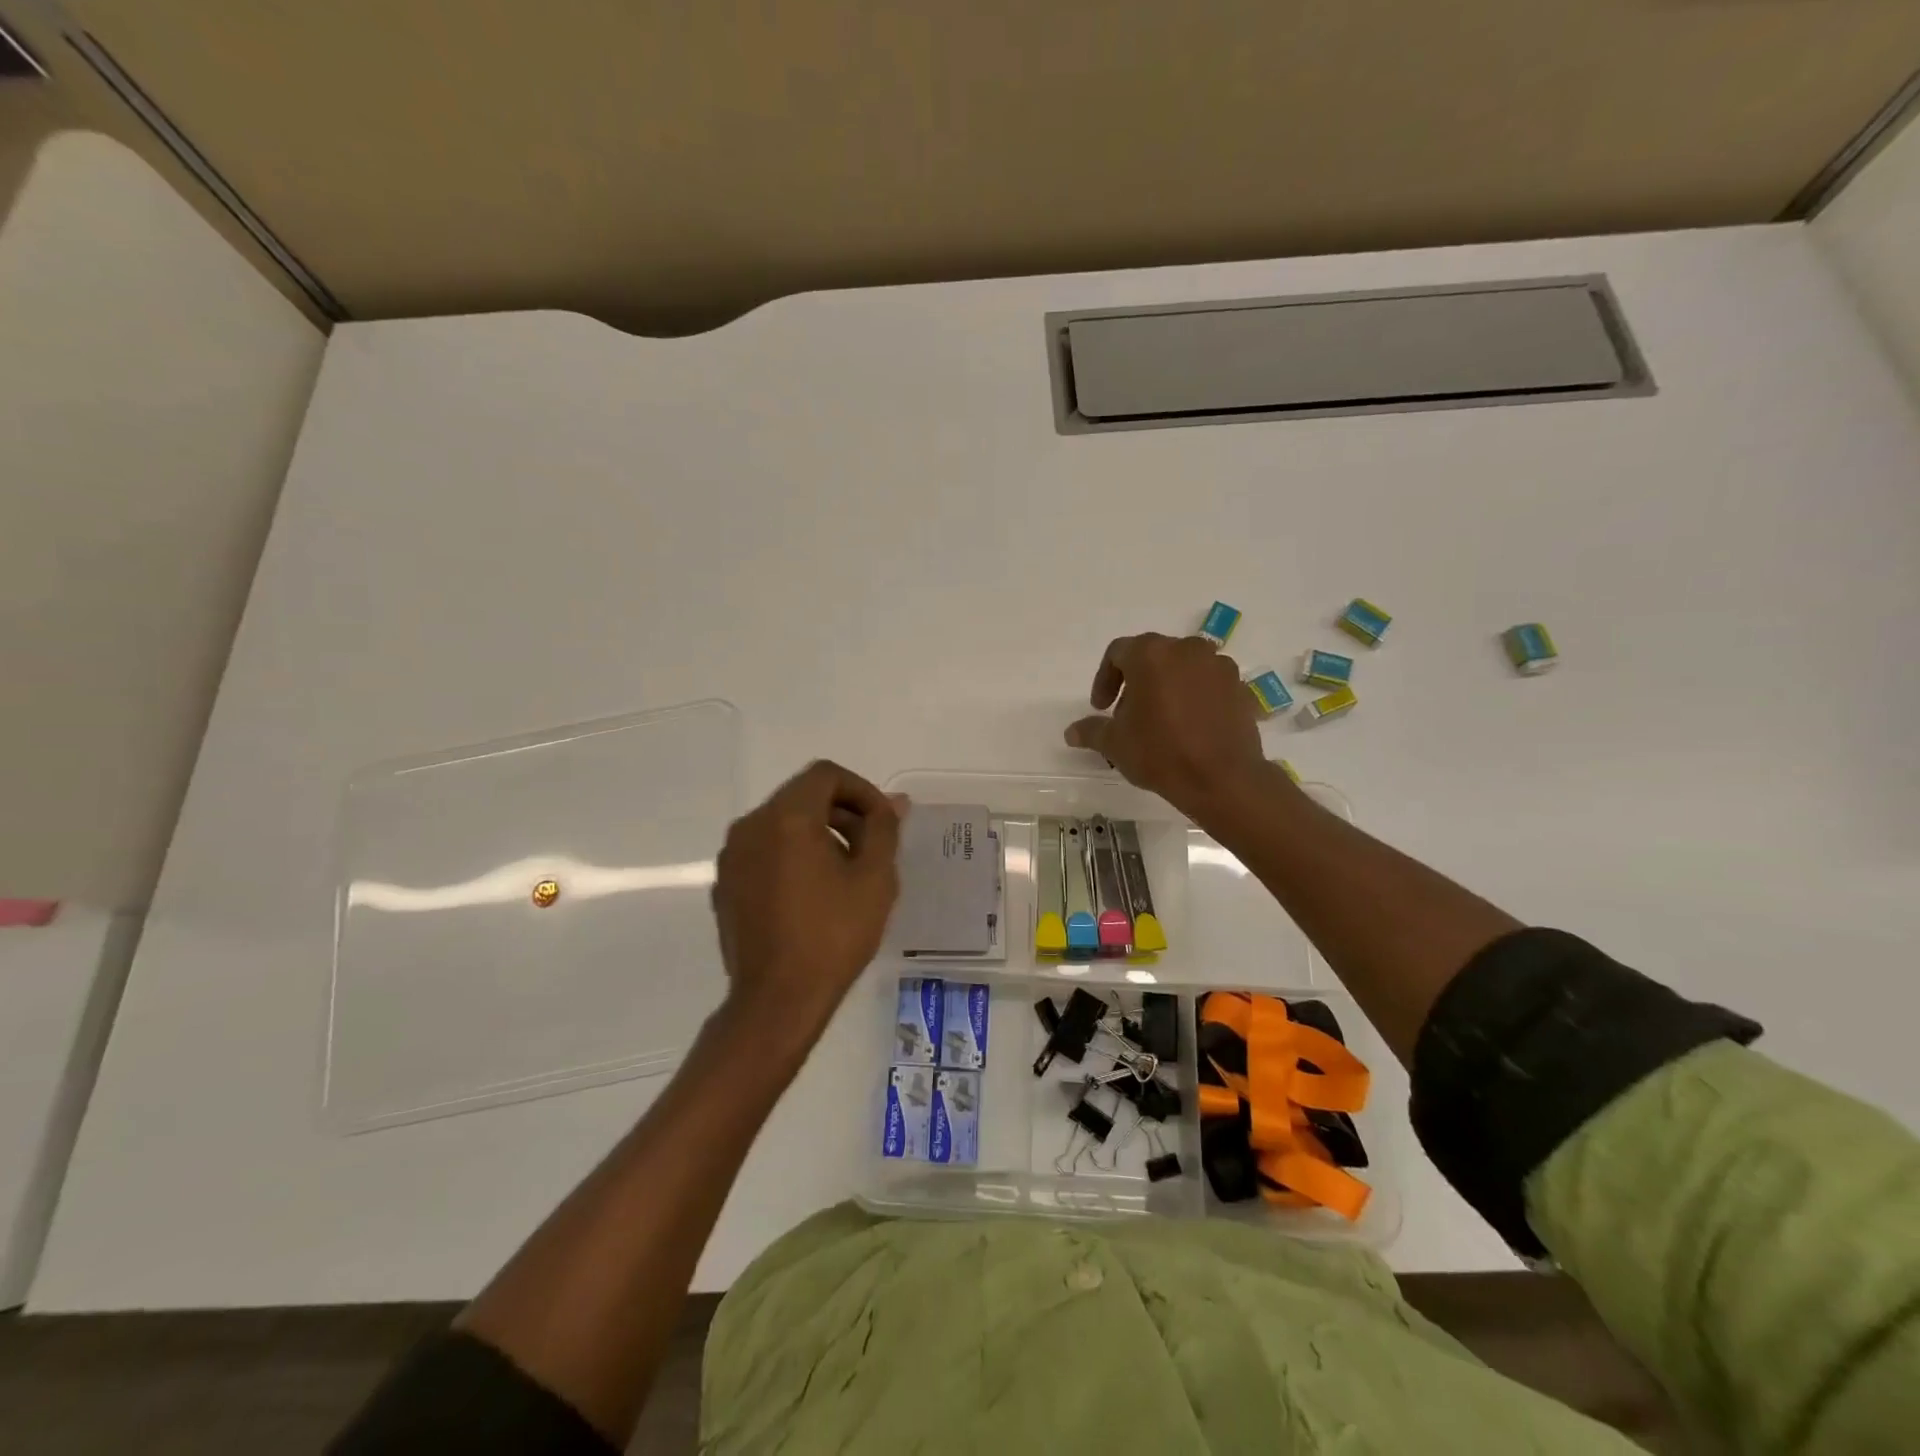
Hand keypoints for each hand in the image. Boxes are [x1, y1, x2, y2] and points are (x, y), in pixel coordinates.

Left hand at [710, 760, 901, 1047]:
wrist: (777, 1000)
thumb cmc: (833, 935)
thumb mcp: (874, 879)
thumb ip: (883, 829)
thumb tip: (892, 802)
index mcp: (787, 817)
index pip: (826, 775)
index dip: (861, 790)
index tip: (882, 822)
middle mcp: (751, 826)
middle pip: (801, 795)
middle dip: (841, 811)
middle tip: (869, 846)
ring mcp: (732, 856)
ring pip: (780, 822)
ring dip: (816, 832)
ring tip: (844, 870)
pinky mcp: (725, 884)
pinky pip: (763, 850)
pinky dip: (791, 854)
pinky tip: (811, 892)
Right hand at [1065, 633, 1270, 816]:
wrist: (1223, 778)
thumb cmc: (1160, 752)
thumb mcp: (1115, 744)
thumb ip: (1091, 731)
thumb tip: (1071, 732)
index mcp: (1151, 654)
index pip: (1118, 653)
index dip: (1104, 679)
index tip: (1101, 708)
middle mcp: (1186, 649)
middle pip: (1152, 657)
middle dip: (1136, 682)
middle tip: (1128, 715)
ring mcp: (1217, 665)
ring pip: (1182, 668)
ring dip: (1167, 686)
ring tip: (1161, 721)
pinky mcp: (1239, 686)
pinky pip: (1208, 684)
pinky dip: (1195, 697)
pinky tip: (1190, 727)